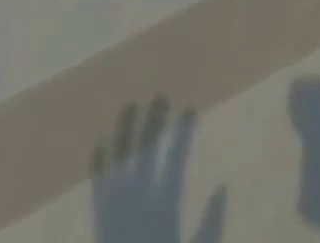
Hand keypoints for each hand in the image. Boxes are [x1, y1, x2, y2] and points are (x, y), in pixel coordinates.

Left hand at [90, 97, 225, 242]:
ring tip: (129, 106)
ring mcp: (116, 209)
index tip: (189, 109)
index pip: (176, 160)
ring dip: (125, 132)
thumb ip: (210, 224)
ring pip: (120, 160)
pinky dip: (99, 166)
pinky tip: (99, 145)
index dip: (183, 134)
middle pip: (147, 152)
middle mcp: (138, 201)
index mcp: (163, 208)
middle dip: (154, 122)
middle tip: (160, 96)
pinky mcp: (100, 221)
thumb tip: (222, 187)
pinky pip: (97, 188)